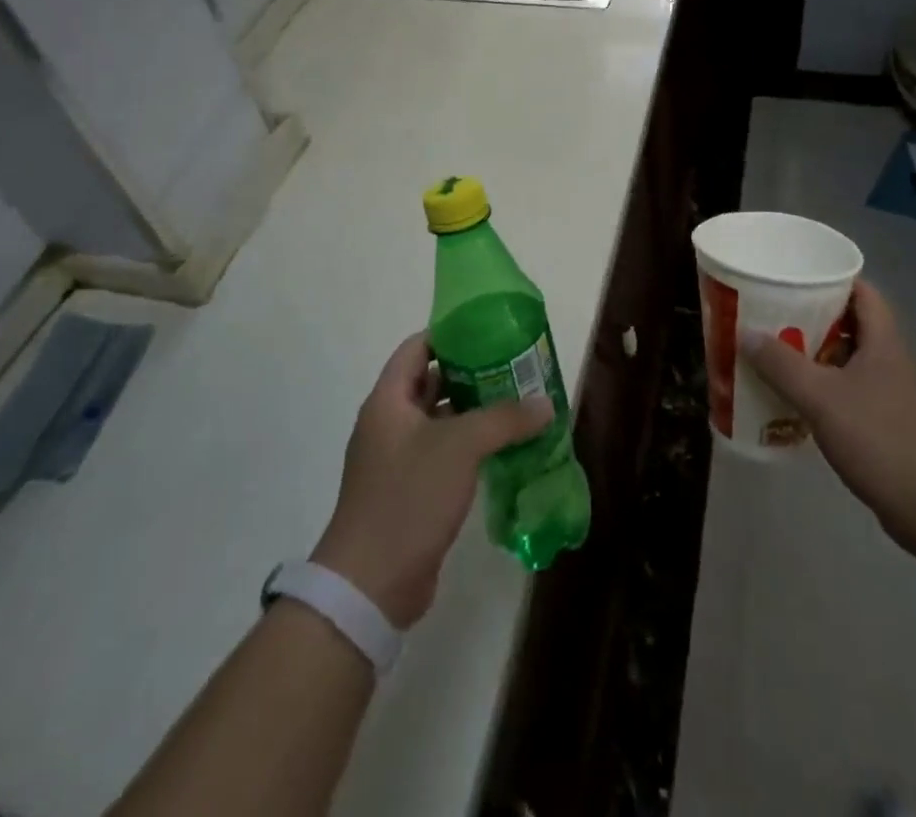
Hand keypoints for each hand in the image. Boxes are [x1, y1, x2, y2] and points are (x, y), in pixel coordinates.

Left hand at [312, 333, 551, 628]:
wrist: (370, 585)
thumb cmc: (408, 497)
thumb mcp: (461, 447)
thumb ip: (505, 418)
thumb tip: (546, 403)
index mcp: (388, 401)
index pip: (417, 348)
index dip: (449, 334)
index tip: (489, 329)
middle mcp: (389, 424)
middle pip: (431, 382)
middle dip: (471, 372)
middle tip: (514, 364)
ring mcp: (399, 459)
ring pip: (441, 420)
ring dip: (475, 410)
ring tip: (518, 400)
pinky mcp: (411, 491)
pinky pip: (445, 453)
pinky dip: (471, 445)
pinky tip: (505, 446)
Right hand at [742, 281, 915, 547]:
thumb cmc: (880, 438)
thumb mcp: (822, 397)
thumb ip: (782, 364)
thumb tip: (745, 333)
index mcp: (883, 339)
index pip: (861, 290)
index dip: (830, 279)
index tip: (793, 279)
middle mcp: (889, 358)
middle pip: (849, 323)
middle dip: (811, 318)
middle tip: (771, 316)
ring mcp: (890, 391)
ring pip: (847, 358)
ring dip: (814, 355)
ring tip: (774, 353)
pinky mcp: (885, 421)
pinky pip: (848, 389)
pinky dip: (822, 387)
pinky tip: (794, 398)